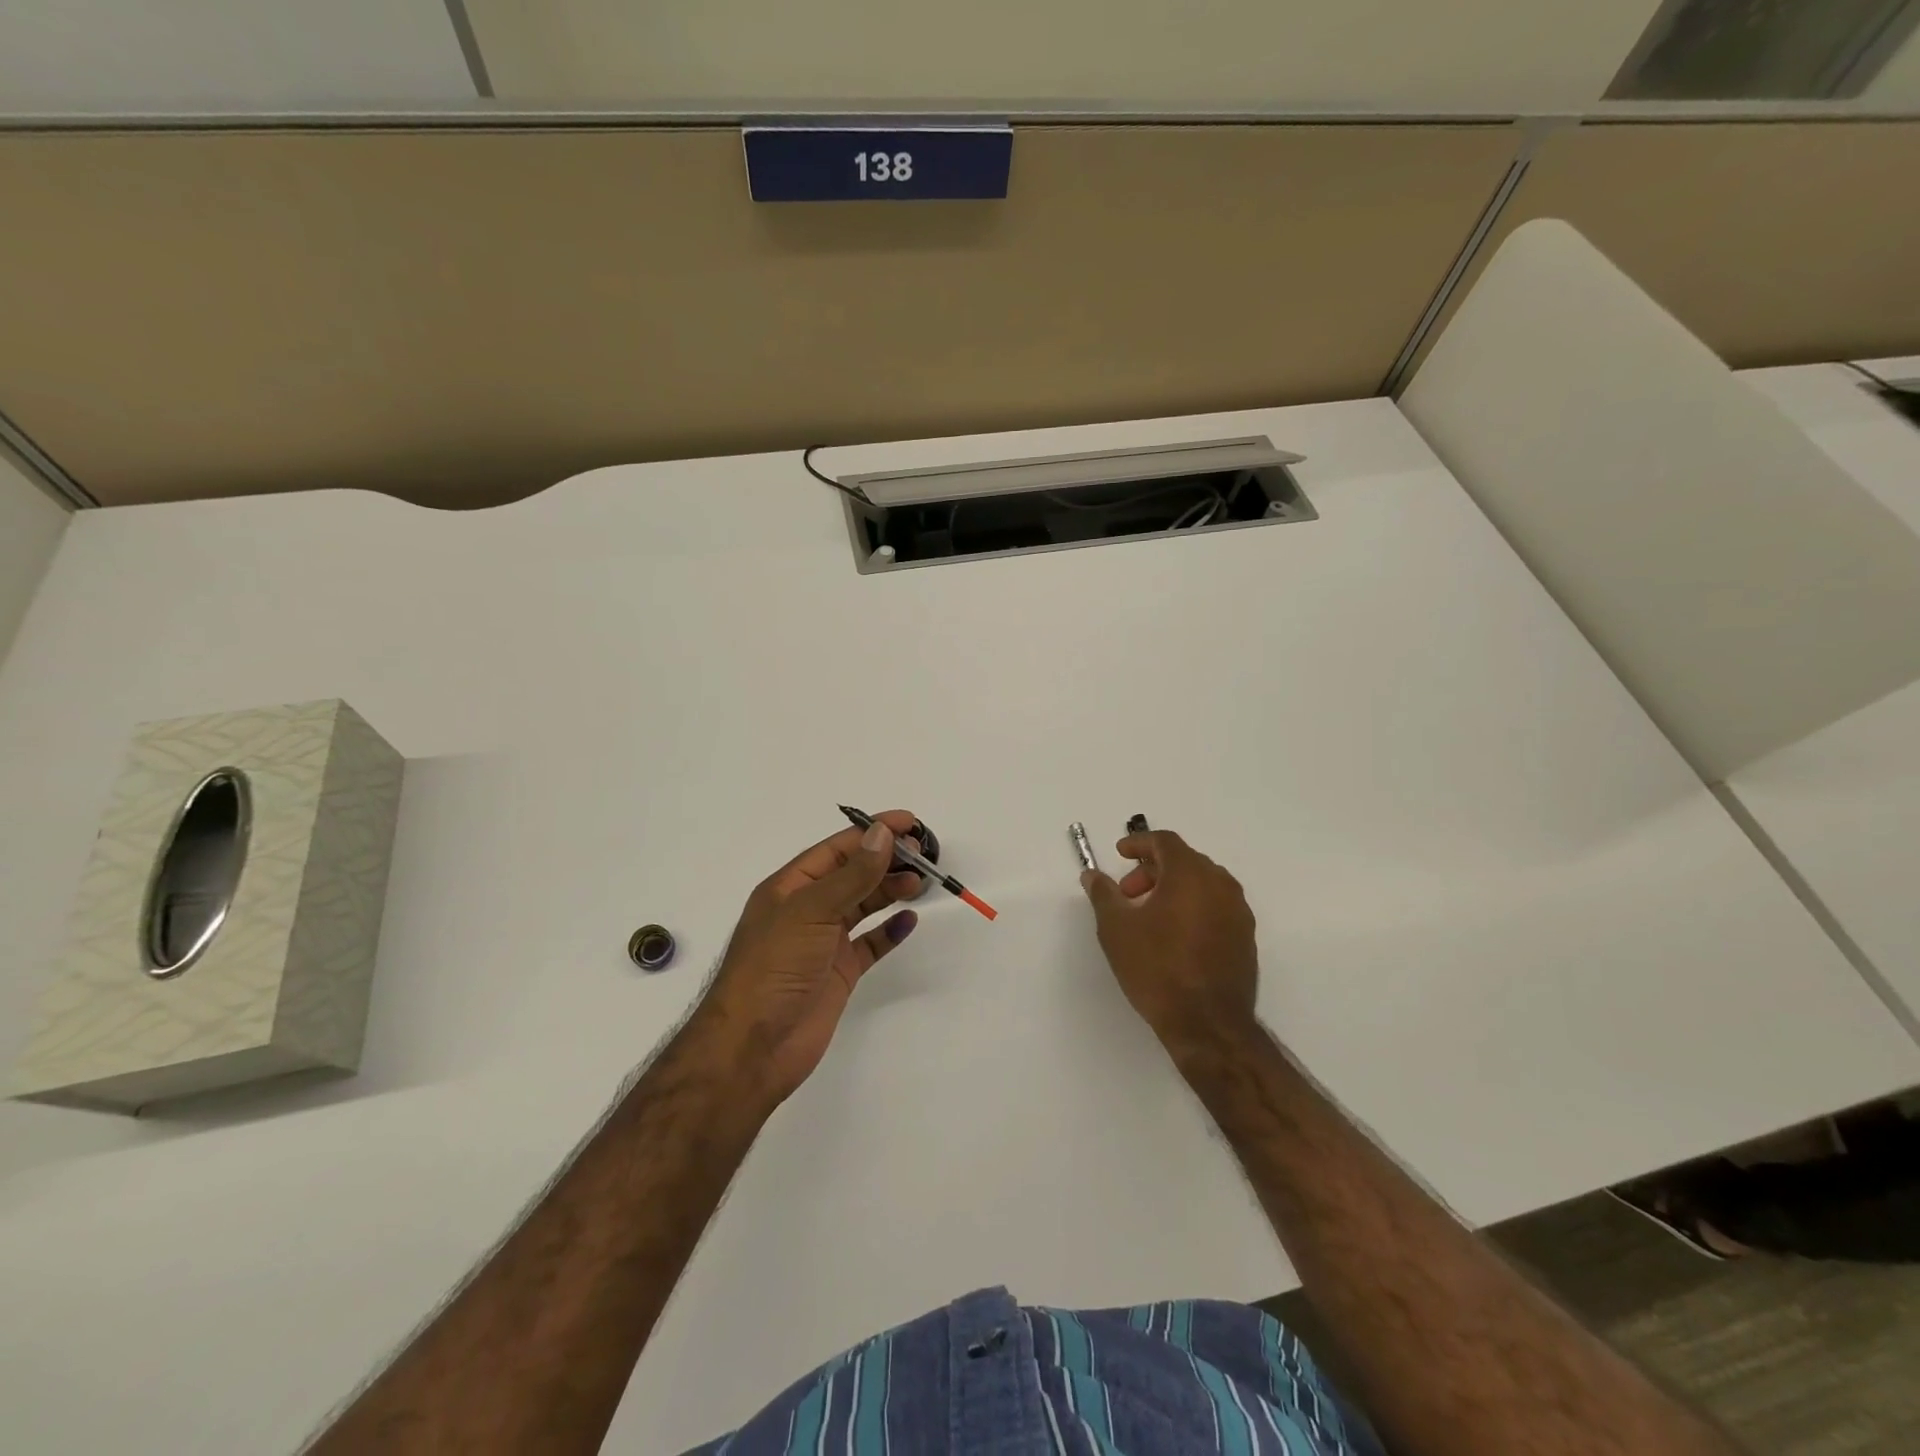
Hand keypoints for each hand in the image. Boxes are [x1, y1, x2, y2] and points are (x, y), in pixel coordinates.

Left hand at [689, 811, 926, 1106]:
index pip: (838, 849)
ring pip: (864, 905)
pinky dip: (890, 930)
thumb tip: (882, 834)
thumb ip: (852, 875)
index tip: (910, 823)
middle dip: (886, 860)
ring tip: (920, 882)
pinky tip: (909, 920)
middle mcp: (808, 909)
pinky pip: (870, 943)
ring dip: (891, 890)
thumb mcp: (811, 911)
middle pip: (853, 873)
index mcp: (791, 886)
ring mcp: (824, 942)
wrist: (753, 1047)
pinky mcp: (839, 972)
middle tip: (924, 854)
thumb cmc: (774, 967)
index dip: (873, 832)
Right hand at [1081, 829, 1258, 1056]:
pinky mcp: (1246, 938)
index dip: (1139, 843)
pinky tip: (1173, 936)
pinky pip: (1215, 906)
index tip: (1119, 854)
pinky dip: (1192, 907)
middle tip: (1128, 894)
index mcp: (1191, 874)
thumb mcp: (1116, 929)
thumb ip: (1103, 894)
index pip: (1165, 841)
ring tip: (1149, 916)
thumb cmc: (1157, 968)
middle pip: (1184, 861)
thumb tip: (1092, 875)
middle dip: (1152, 870)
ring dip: (1173, 888)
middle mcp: (1221, 885)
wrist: (1207, 1025)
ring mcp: (1238, 912)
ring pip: (1202, 884)